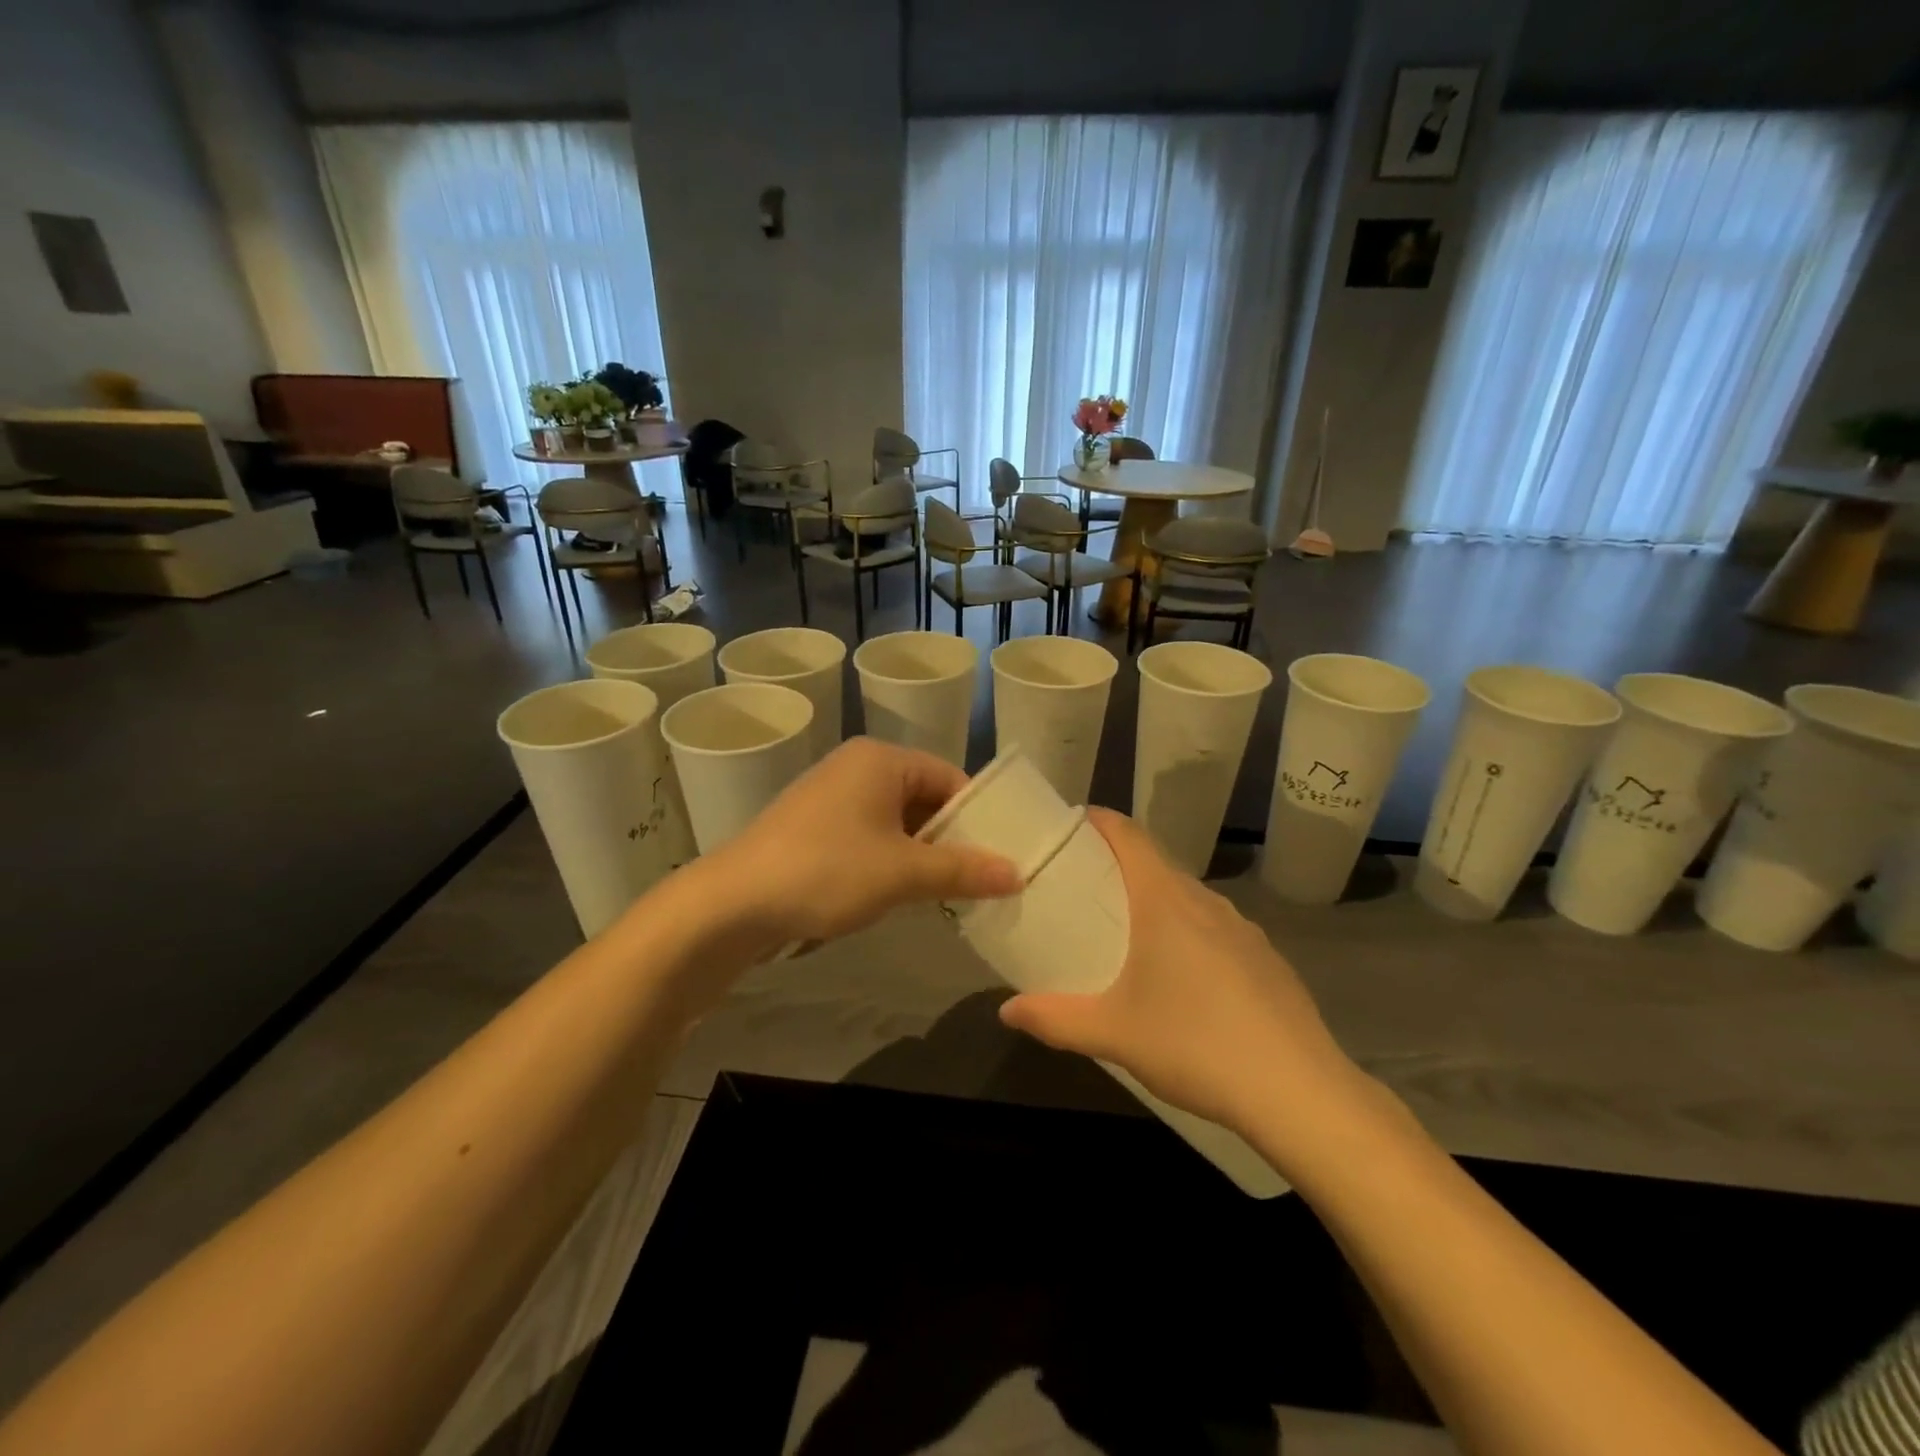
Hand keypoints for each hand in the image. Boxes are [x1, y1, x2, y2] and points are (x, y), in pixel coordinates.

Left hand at [710, 737, 1020, 944]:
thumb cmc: (826, 871)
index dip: (980, 815)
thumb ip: (962, 870)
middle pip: (924, 797)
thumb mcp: (902, 872)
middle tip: (982, 877)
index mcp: (881, 759)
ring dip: (922, 853)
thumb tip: (1018, 873)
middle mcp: (857, 767)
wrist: (732, 902)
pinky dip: (891, 859)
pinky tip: (901, 892)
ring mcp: (831, 795)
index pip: (951, 777)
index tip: (1002, 853)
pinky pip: (869, 834)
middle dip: (951, 838)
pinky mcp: (813, 826)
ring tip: (948, 891)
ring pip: (896, 820)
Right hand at [998, 808, 1374, 1166]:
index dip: (1099, 821)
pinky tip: (1184, 980)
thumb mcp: (1113, 1034)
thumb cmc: (1195, 1045)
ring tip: (1129, 934)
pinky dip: (1189, 933)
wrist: (1299, 1092)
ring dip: (1156, 902)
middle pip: (1157, 864)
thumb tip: (1006, 1011)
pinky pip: (1216, 929)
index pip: (1129, 835)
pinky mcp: (1267, 960)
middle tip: (1084, 890)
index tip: (1072, 825)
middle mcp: (1206, 902)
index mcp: (1165, 902)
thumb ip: (1055, 1019)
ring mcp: (1244, 930)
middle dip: (1119, 866)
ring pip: (1189, 898)